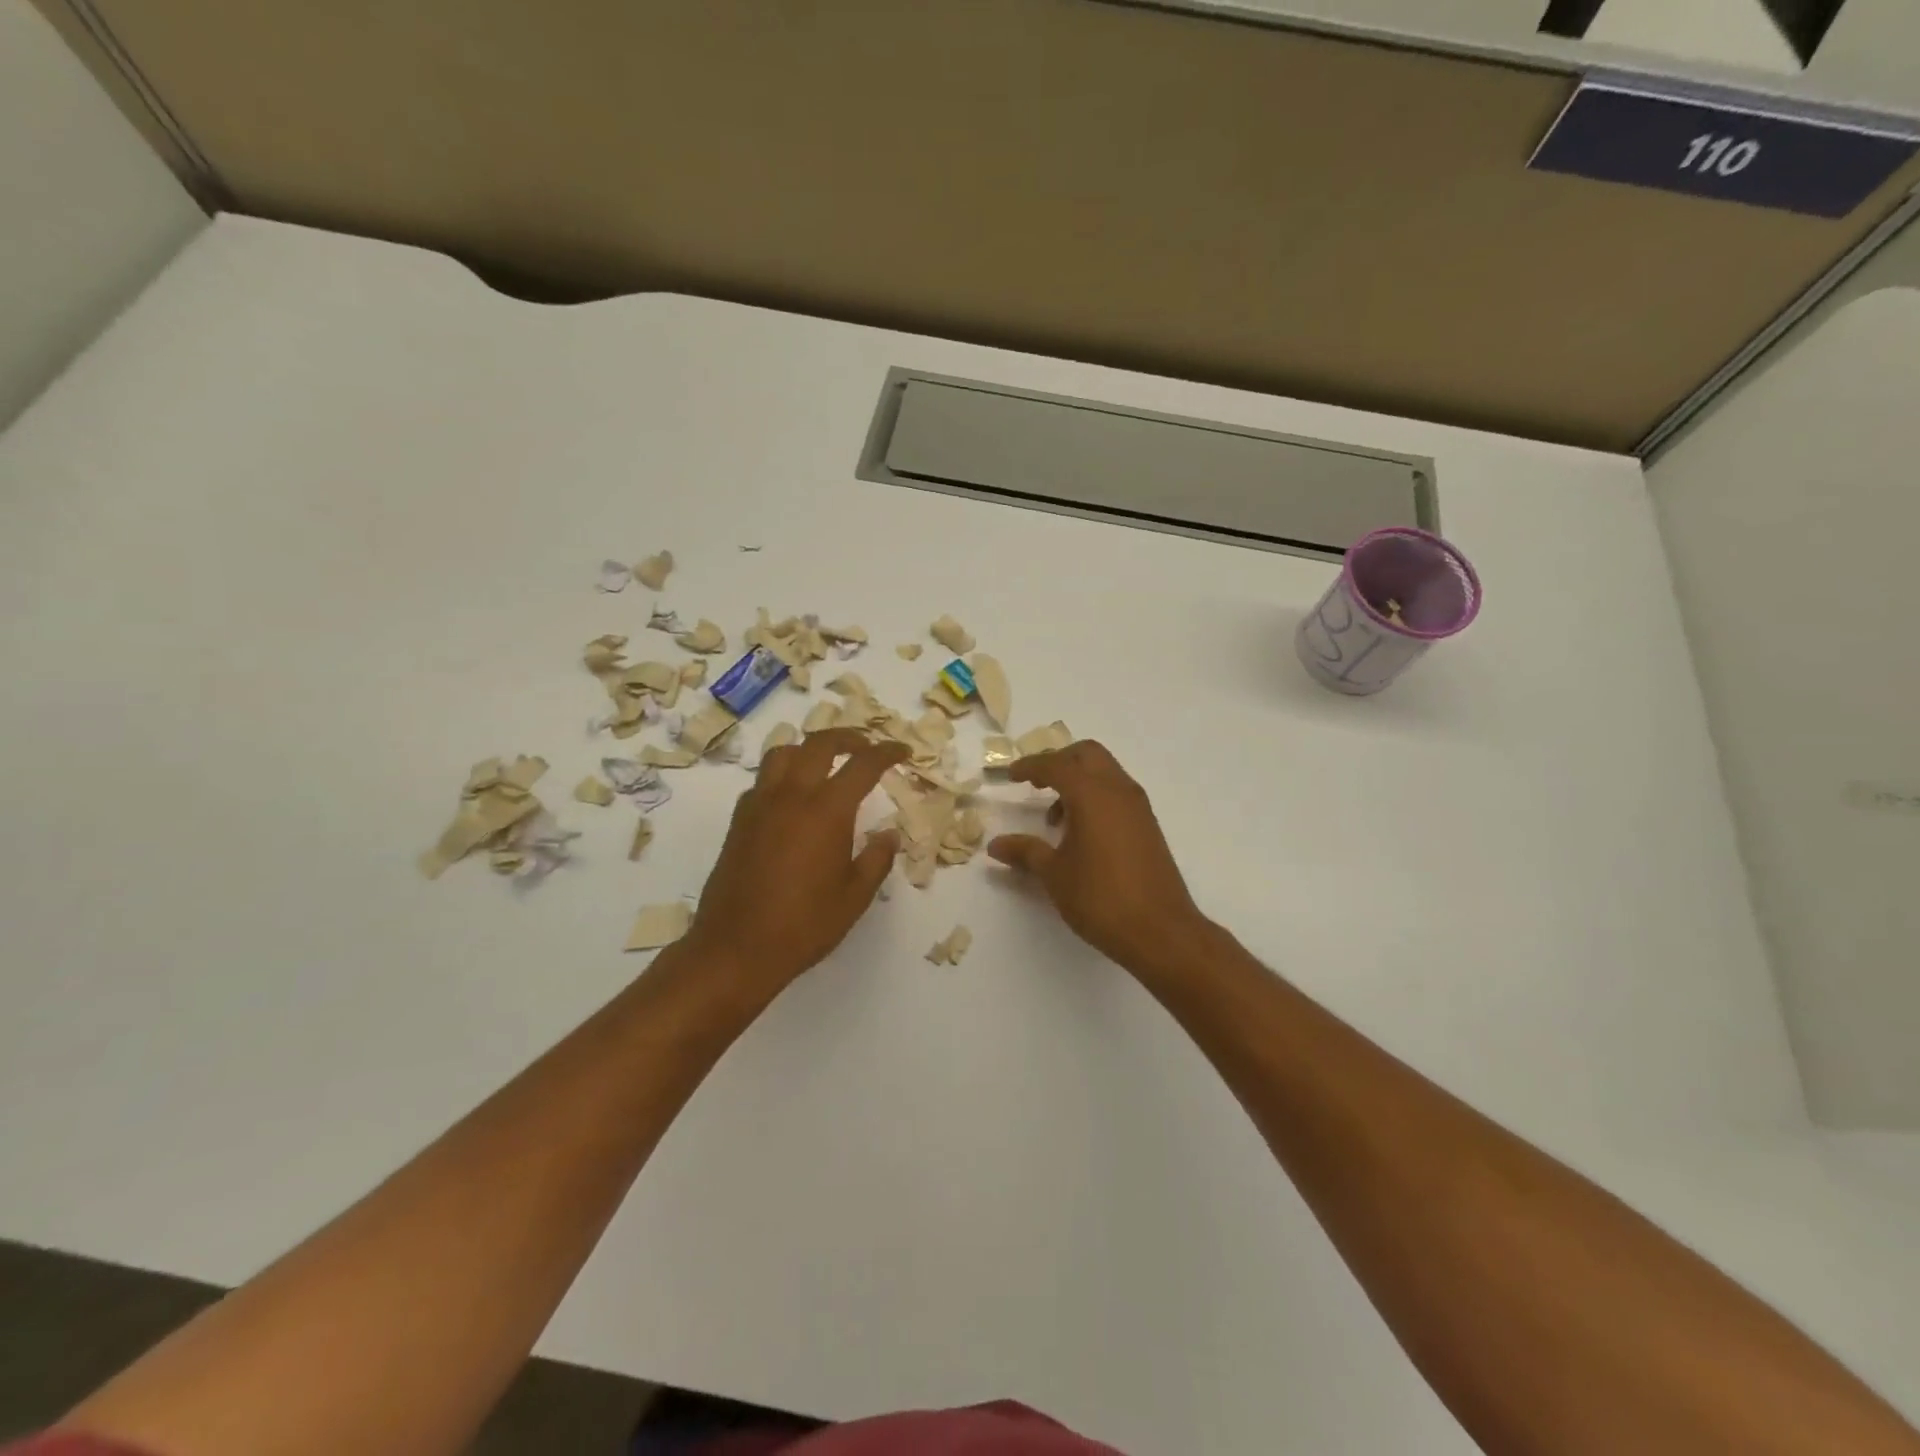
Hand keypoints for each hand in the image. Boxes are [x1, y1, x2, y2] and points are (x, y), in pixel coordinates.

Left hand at [682, 729, 904, 1000]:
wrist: (736, 949)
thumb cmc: (804, 925)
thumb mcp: (855, 896)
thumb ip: (877, 858)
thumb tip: (888, 834)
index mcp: (827, 810)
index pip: (863, 764)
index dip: (887, 752)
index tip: (902, 751)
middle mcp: (792, 796)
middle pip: (820, 744)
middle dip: (848, 737)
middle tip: (866, 747)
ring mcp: (760, 805)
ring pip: (784, 753)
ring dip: (809, 749)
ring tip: (826, 764)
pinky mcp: (739, 821)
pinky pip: (763, 780)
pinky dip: (783, 775)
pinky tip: (793, 799)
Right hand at [987, 740, 1209, 975]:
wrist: (1160, 931)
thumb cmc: (1100, 898)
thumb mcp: (1054, 874)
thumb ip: (1025, 851)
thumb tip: (996, 845)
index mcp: (1091, 794)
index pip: (1055, 765)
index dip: (1030, 766)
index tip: (1010, 775)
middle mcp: (1118, 790)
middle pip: (1087, 754)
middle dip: (1059, 761)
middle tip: (1036, 784)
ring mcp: (1138, 807)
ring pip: (1105, 772)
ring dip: (1078, 781)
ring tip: (1056, 818)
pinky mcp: (1148, 825)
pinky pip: (1117, 793)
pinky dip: (1095, 797)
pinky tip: (1081, 832)